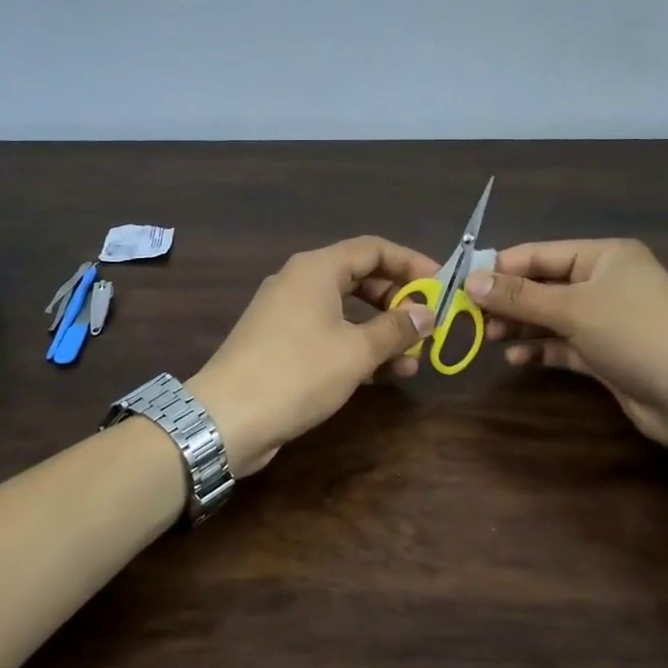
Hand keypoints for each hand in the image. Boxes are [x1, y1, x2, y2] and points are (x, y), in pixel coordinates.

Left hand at [188, 237, 438, 475]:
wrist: (226, 418)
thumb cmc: (298, 373)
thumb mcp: (357, 351)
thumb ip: (396, 328)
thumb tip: (428, 312)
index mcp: (317, 269)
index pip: (374, 249)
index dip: (411, 262)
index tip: (441, 285)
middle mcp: (301, 282)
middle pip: (361, 278)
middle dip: (398, 301)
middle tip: (428, 324)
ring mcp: (288, 314)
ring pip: (346, 311)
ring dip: (381, 331)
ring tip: (414, 359)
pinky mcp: (281, 344)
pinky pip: (329, 334)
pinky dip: (357, 347)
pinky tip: (384, 374)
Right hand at [465, 239, 667, 445]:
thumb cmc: (634, 333)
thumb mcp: (573, 309)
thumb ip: (520, 296)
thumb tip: (470, 280)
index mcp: (604, 256)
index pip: (539, 254)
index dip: (500, 267)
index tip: (462, 282)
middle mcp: (605, 282)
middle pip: (543, 286)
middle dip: (509, 301)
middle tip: (471, 316)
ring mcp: (607, 319)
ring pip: (551, 316)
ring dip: (521, 326)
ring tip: (488, 337)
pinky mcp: (606, 353)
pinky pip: (564, 344)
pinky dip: (541, 349)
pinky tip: (516, 358)